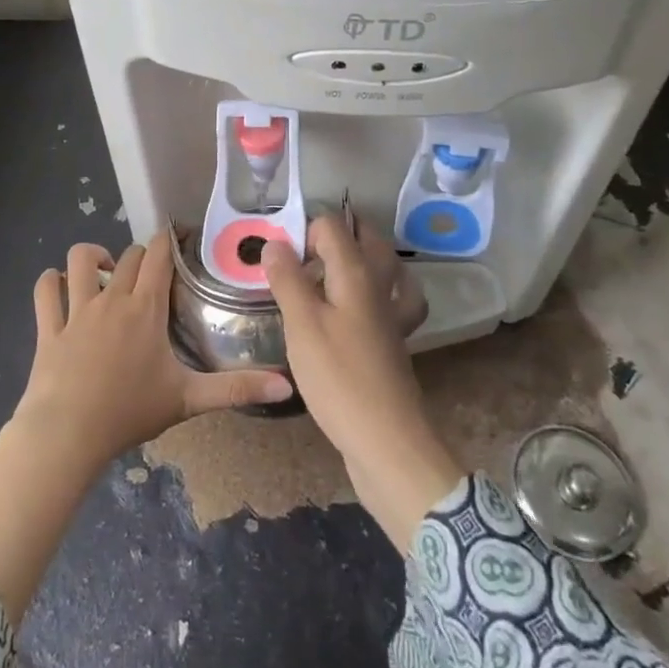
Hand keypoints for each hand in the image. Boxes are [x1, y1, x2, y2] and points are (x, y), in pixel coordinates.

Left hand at [12, 234, 294, 473]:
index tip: (179, 236)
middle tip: (151, 275)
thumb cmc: (130, 411)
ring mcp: (76, 310)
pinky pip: (45, 290)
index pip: (158, 254)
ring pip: (80, 260)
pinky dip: (52, 282)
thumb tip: (287, 386)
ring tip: (104, 274)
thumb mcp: (188, 400)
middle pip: (127, 256)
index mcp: (146, 308)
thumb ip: (237, 389)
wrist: (68, 434)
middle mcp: (112, 298)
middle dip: (140, 257)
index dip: (169, 239)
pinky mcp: (49, 327)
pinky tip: (60, 287)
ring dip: (92, 257)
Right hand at [264, 216, 462, 553]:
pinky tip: (359, 309)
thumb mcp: (302, 325)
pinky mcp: (394, 342)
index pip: (333, 225)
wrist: (387, 442)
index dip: (304, 230)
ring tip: (329, 271)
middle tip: (300, 254)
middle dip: (335, 236)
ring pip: (383, 268)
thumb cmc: (338, 378)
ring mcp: (392, 315)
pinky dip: (379, 295)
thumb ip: (288, 279)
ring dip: (360, 259)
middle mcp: (380, 285)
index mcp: (357, 273)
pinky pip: (391, 302)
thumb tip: (274, 242)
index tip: (280, 258)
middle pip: (365, 239)